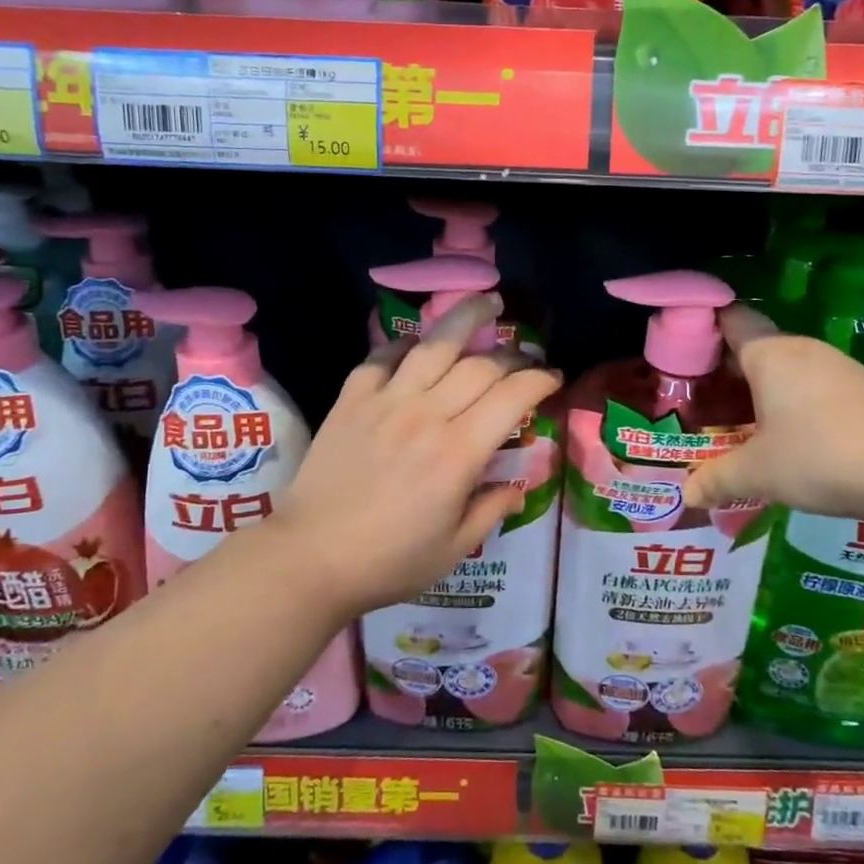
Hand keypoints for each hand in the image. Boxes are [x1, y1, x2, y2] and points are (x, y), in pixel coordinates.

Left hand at [267, 295, 562, 619]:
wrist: (310, 558)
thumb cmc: (388, 561)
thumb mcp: (453, 548)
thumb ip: (492, 510)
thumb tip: (519, 486)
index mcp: (458, 453)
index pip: (512, 397)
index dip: (540, 380)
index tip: (553, 378)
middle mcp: (427, 415)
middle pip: (480, 366)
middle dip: (512, 355)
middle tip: (525, 358)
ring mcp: (386, 401)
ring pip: (434, 345)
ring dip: (465, 318)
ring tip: (486, 302)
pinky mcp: (351, 399)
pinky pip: (381, 357)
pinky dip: (403, 344)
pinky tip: (417, 343)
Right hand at [681, 305, 863, 517]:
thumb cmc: (819, 456)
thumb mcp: (758, 473)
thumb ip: (718, 479)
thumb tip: (688, 495)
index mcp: (768, 354)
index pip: (730, 320)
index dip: (704, 325)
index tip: (683, 345)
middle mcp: (801, 349)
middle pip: (756, 346)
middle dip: (729, 369)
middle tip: (704, 398)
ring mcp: (837, 366)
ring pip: (787, 367)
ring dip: (764, 388)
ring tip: (743, 422)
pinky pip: (814, 384)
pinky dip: (795, 401)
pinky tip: (793, 436)